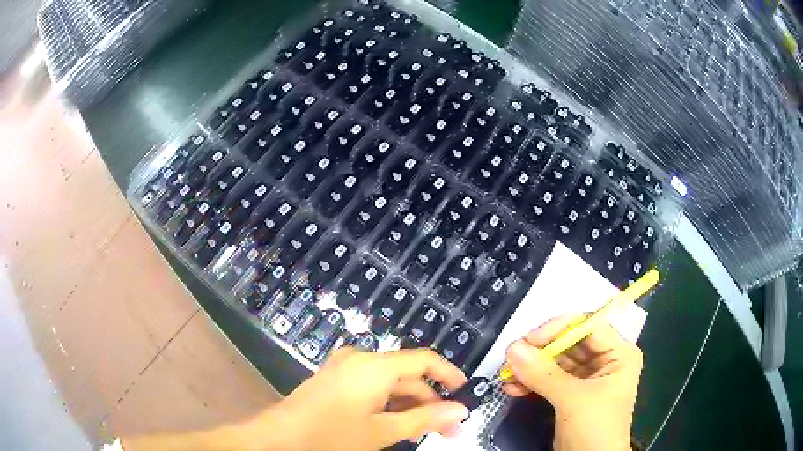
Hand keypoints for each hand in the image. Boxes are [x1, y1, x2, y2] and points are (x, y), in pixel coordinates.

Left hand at [249, 347, 469, 450]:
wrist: (279, 438)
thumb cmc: (332, 435)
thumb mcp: (383, 431)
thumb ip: (424, 420)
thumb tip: (461, 411)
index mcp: (374, 365)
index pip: (424, 360)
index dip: (448, 374)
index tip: (465, 393)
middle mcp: (361, 359)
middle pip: (407, 376)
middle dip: (429, 402)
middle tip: (447, 430)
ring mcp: (345, 369)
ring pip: (389, 385)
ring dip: (408, 407)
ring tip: (422, 434)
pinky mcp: (335, 380)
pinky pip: (371, 388)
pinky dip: (387, 406)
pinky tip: (395, 426)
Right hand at [502, 315, 642, 450]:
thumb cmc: (596, 429)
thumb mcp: (573, 400)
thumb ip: (544, 374)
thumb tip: (513, 348)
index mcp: (618, 353)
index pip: (587, 326)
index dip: (558, 329)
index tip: (528, 341)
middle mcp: (604, 360)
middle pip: (568, 343)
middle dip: (539, 352)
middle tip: (511, 359)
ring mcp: (587, 378)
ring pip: (555, 362)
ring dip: (530, 369)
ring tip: (507, 377)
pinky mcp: (570, 394)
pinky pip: (548, 380)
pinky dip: (530, 383)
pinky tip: (513, 388)